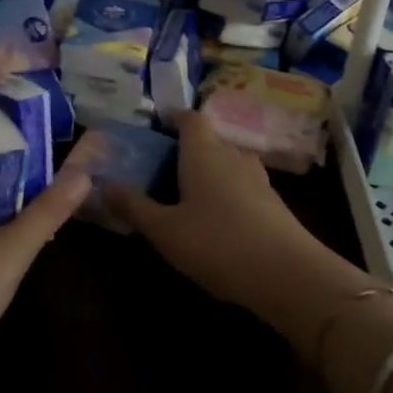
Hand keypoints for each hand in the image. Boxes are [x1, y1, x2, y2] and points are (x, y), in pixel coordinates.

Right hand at [105, 112, 374, 346]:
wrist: (289, 275)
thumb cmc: (217, 243)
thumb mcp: (165, 230)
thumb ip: (134, 206)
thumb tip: (103, 184)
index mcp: (204, 151)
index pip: (189, 118)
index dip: (172, 117)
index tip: (155, 125)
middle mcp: (233, 155)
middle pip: (208, 140)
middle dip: (184, 149)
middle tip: (159, 167)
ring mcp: (258, 179)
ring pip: (226, 164)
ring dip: (206, 173)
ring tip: (183, 194)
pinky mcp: (273, 204)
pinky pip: (240, 187)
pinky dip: (224, 194)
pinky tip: (214, 220)